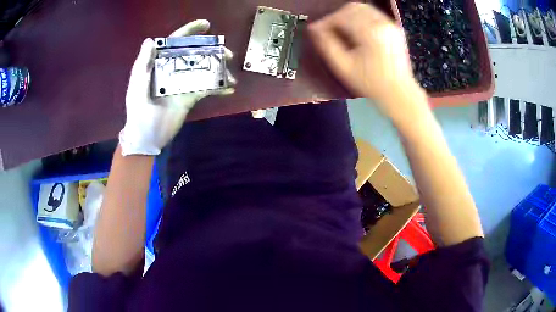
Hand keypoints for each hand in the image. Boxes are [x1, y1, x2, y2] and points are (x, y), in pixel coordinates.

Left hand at [119, 20, 234, 155]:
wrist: (146, 138)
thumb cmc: (138, 112)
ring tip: (231, 73)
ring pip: (203, 69)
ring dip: (219, 68)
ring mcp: (183, 83)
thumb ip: (143, 64)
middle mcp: (173, 70)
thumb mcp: (137, 87)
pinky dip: (219, 88)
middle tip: (227, 53)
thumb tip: (152, 40)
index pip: (175, 43)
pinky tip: (230, 88)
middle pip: (194, 53)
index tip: (206, 25)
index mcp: (159, 64)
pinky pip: (206, 89)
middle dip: (212, 50)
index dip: (189, 31)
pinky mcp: (190, 97)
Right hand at [309, 3, 424, 116]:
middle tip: (329, 29)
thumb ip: (326, 45)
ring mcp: (390, 25)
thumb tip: (314, 29)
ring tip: (342, 31)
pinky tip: (358, 32)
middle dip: (337, 16)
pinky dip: (362, 19)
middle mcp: (381, 23)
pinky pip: (374, 16)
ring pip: (364, 9)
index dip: (325, 22)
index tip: (316, 30)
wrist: (399, 93)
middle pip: (352, 8)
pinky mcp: (395, 29)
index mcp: (369, 32)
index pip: (341, 16)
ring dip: (349, 16)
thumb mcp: (343, 67)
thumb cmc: (371, 83)